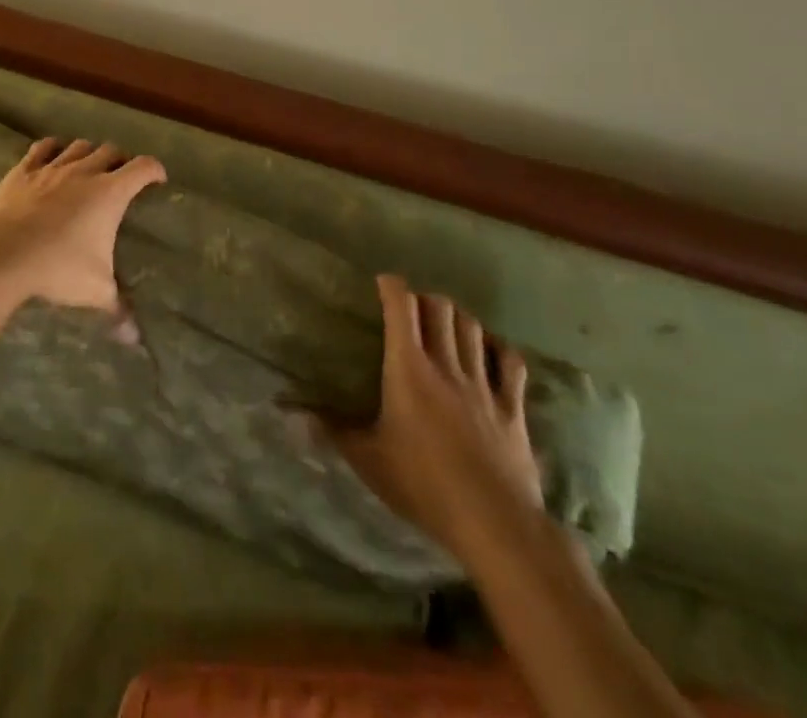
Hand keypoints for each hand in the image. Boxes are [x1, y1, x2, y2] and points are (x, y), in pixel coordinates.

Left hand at [0, 138, 166, 310]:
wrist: (3, 255)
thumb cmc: (58, 268)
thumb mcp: (95, 291)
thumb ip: (118, 309)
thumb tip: (135, 338)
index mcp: (110, 193)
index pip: (142, 168)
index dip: (154, 170)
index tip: (158, 179)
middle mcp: (84, 172)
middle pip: (111, 151)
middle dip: (121, 161)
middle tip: (122, 177)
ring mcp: (52, 167)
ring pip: (78, 146)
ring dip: (89, 153)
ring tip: (89, 166)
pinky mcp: (24, 170)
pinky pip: (42, 148)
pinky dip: (52, 148)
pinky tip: (53, 155)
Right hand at [324, 276, 542, 559]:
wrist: (494, 524)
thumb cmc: (423, 485)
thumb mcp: (368, 460)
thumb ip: (333, 430)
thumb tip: (293, 413)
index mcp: (409, 368)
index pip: (402, 307)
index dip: (392, 287)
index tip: (382, 282)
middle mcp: (446, 365)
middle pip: (441, 308)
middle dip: (425, 299)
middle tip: (412, 310)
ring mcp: (484, 385)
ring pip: (473, 329)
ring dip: (458, 319)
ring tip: (446, 325)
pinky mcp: (512, 409)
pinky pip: (511, 364)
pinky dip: (499, 350)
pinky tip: (491, 352)